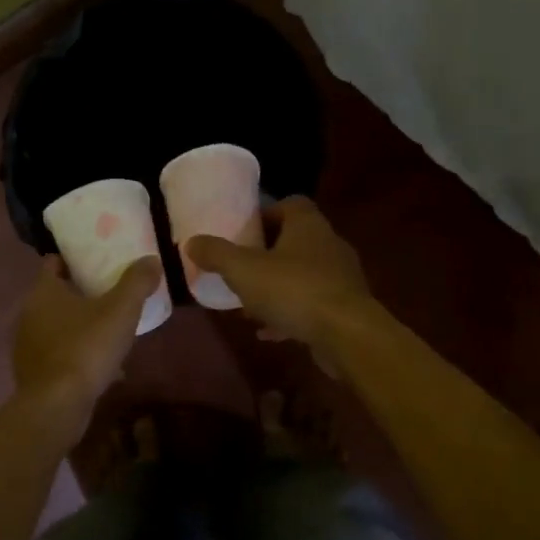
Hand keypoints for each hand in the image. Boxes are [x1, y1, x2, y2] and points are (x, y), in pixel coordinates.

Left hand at [12, 254, 160, 416]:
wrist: (57, 405)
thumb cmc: (86, 348)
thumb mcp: (120, 311)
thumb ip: (136, 282)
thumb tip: (151, 259)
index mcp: (44, 291)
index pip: (53, 263)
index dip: (74, 259)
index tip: (97, 260)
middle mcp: (28, 313)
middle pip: (55, 294)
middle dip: (80, 293)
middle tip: (110, 293)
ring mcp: (26, 345)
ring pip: (56, 326)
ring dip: (78, 326)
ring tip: (108, 330)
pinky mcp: (32, 372)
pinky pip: (57, 354)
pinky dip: (75, 354)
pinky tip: (99, 366)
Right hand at [184, 197, 373, 368]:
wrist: (347, 334)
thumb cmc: (294, 290)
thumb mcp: (243, 270)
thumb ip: (216, 254)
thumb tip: (191, 242)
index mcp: (308, 225)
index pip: (289, 204)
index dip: (265, 214)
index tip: (244, 231)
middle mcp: (329, 244)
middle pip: (295, 240)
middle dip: (267, 254)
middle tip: (241, 268)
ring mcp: (340, 278)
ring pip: (302, 275)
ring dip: (277, 287)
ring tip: (250, 304)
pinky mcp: (345, 308)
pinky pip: (311, 305)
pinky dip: (290, 315)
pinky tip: (268, 332)